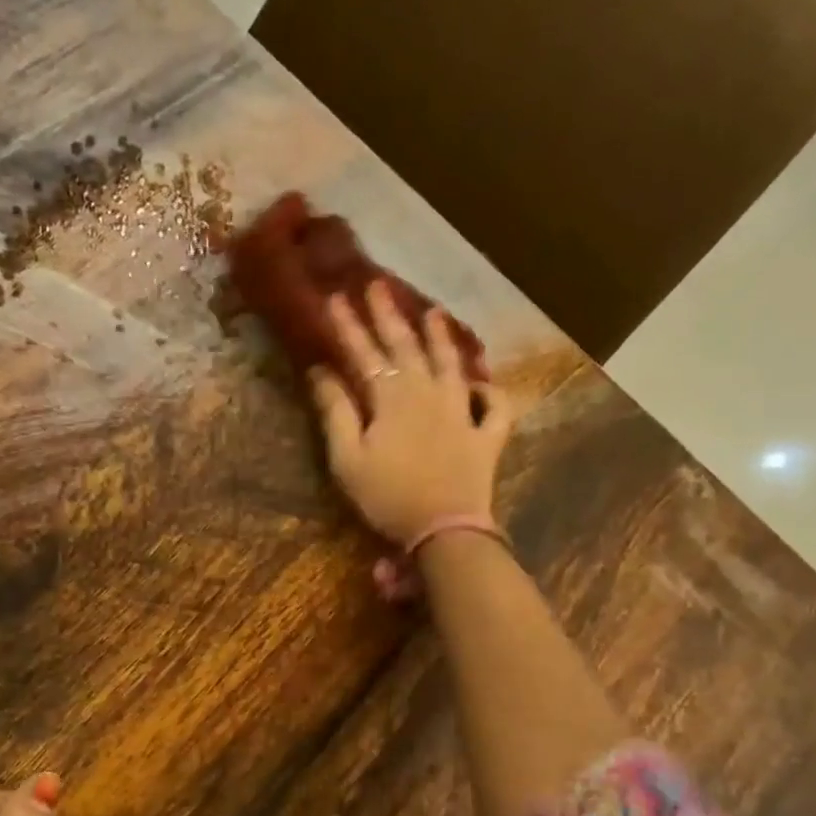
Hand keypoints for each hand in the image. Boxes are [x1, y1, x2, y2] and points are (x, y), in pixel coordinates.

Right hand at [308, 282, 511, 545]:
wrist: (444, 529)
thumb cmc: (388, 497)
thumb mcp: (347, 459)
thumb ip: (335, 412)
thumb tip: (320, 371)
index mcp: (392, 399)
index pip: (365, 354)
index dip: (348, 326)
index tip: (334, 297)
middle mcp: (429, 394)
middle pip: (407, 348)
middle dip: (389, 316)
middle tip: (378, 286)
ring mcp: (463, 413)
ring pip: (452, 365)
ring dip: (440, 338)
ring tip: (433, 313)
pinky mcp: (487, 437)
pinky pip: (495, 407)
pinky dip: (490, 392)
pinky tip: (482, 385)